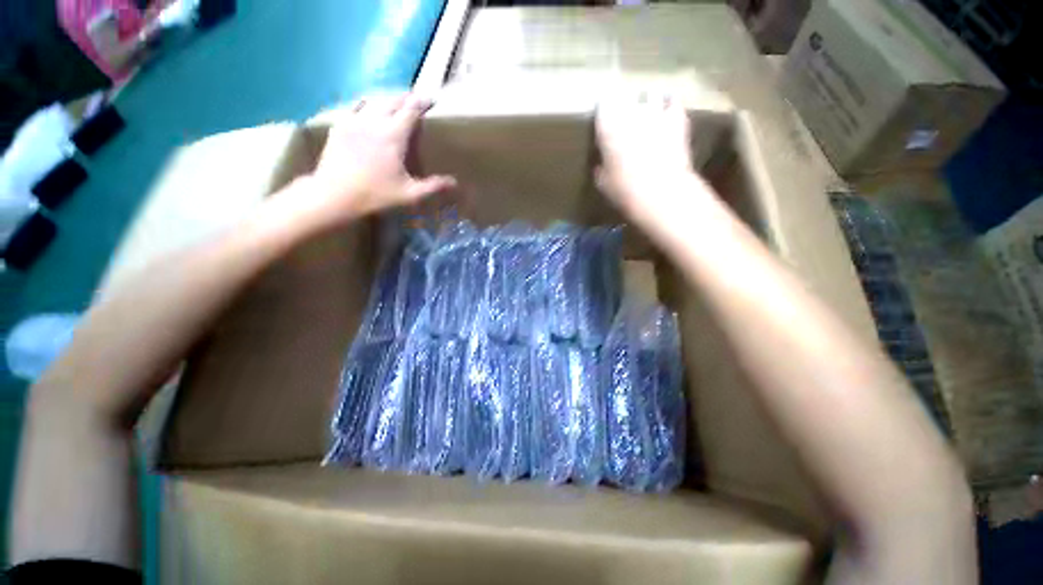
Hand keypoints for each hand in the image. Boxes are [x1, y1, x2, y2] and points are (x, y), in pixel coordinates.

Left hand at [276, 94, 456, 231]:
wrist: (334, 194)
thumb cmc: (375, 194)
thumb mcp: (409, 194)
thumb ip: (433, 186)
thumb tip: (454, 182)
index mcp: (393, 136)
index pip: (410, 110)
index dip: (422, 102)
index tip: (431, 99)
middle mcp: (374, 121)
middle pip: (392, 100)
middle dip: (406, 97)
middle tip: (415, 100)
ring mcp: (354, 121)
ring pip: (373, 99)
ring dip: (387, 98)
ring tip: (395, 101)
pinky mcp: (340, 125)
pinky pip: (355, 106)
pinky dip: (366, 103)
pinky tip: (368, 108)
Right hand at [595, 95, 712, 230]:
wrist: (660, 192)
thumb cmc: (624, 190)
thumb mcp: (603, 184)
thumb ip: (601, 169)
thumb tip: (601, 165)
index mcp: (608, 129)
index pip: (602, 107)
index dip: (603, 110)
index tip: (602, 114)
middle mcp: (630, 114)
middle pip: (625, 97)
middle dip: (624, 103)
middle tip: (623, 113)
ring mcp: (655, 113)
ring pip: (649, 96)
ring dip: (646, 102)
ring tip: (646, 110)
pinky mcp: (676, 119)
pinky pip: (673, 102)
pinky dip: (669, 105)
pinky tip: (667, 109)